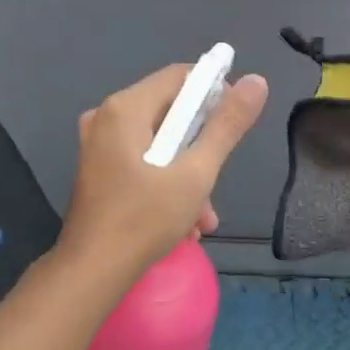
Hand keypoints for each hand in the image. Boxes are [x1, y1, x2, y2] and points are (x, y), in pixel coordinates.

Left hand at [60, 64, 269, 277]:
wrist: (92, 272)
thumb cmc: (144, 220)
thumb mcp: (196, 173)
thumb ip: (227, 126)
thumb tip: (256, 81)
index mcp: (126, 108)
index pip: (181, 76)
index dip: (215, 93)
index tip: (235, 126)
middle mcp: (106, 117)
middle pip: (171, 112)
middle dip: (201, 147)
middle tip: (217, 180)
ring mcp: (98, 145)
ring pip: (160, 143)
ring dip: (188, 175)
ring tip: (204, 217)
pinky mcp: (98, 170)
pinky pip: (143, 162)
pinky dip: (166, 184)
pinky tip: (184, 223)